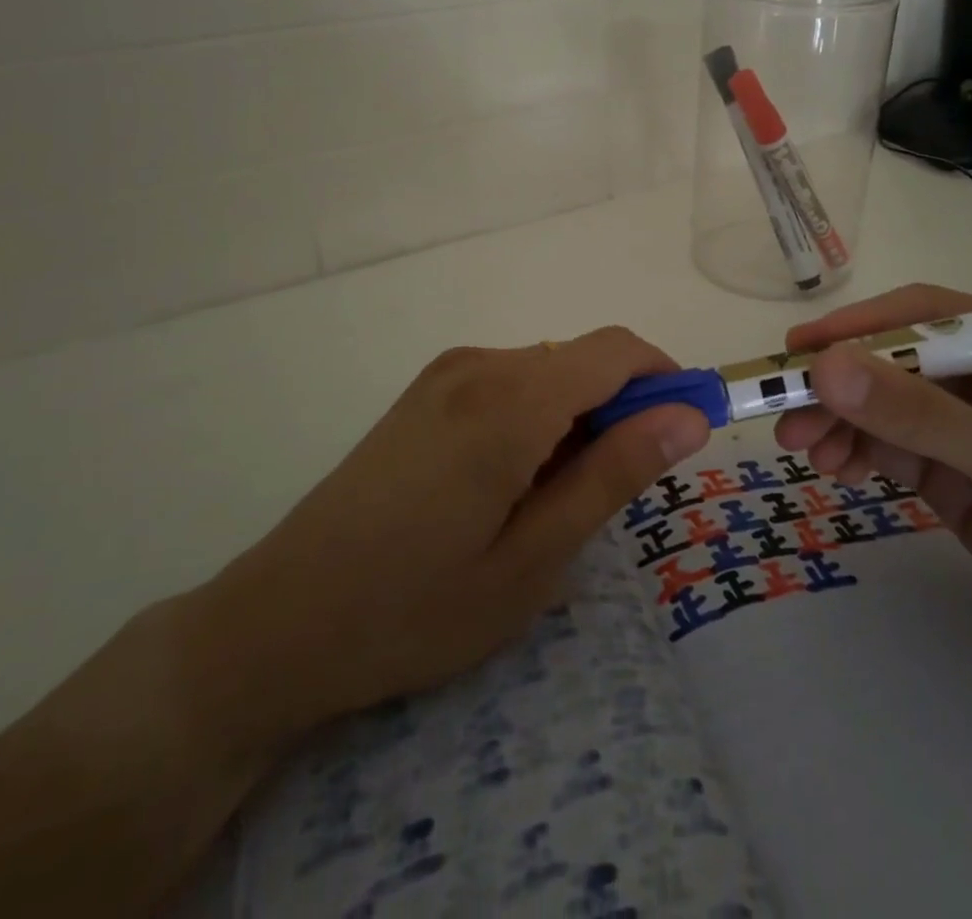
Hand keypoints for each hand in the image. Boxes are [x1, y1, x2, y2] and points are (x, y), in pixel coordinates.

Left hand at [182, 327, 710, 756]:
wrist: (280, 622)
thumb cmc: (415, 608)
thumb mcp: (533, 560)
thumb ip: (613, 475)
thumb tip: (687, 416)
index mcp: (509, 400)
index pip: (617, 350)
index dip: (668, 378)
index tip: (691, 430)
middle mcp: (478, 365)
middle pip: (582, 360)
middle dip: (622, 409)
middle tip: (618, 495)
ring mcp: (444, 374)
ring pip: (547, 372)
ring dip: (577, 418)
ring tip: (556, 504)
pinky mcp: (424, 393)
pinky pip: (508, 383)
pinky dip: (537, 418)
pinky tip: (510, 485)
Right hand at [776, 284, 971, 696]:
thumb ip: (920, 416)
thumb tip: (824, 368)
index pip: (927, 316)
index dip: (860, 327)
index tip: (800, 350)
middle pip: (897, 362)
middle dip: (841, 384)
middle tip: (783, 409)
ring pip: (886, 409)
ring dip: (840, 422)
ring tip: (801, 448)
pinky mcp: (957, 479)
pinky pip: (892, 451)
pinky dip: (857, 454)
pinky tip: (833, 468)